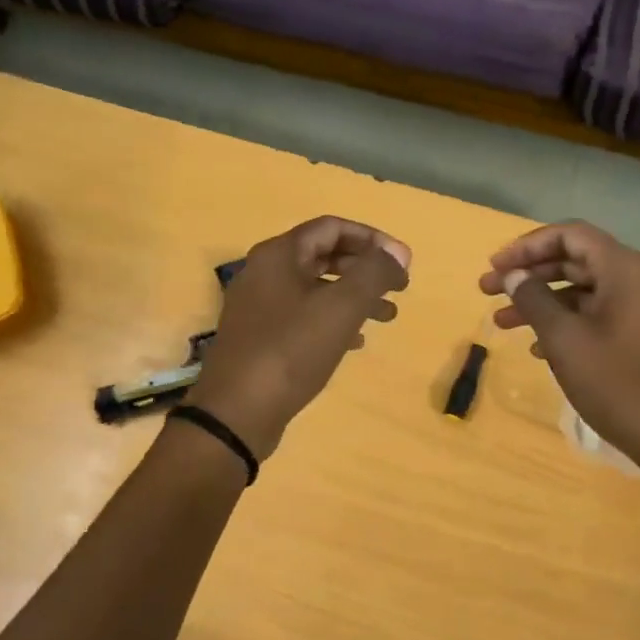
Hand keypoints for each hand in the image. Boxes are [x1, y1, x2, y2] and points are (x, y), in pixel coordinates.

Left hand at [188, 217, 411, 459]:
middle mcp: (264, 273)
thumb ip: (374, 273)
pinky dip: (333, 321)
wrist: (237, 412)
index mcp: (279, 255)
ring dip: (354, 297)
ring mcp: (259, 307)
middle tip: (400, 289)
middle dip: (366, 269)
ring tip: (388, 317)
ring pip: (316, 289)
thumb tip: (398, 254)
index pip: (332, 227)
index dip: (373, 239)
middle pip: (324, 256)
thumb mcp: (341, 307)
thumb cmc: (290, 351)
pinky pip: (304, 316)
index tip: (403, 262)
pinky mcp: (260, 338)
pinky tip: (356, 341)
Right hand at [480, 221, 639, 505]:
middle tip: (488, 292)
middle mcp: (637, 281)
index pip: (570, 235)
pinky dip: (565, 324)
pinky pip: (597, 316)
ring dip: (541, 303)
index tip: (495, 267)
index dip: (527, 246)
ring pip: (583, 292)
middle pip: (575, 261)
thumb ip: (534, 300)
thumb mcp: (565, 339)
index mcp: (624, 270)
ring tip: (502, 324)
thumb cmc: (618, 383)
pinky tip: (538, 349)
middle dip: (529, 275)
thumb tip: (514, 275)